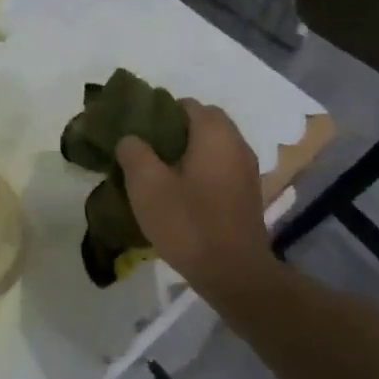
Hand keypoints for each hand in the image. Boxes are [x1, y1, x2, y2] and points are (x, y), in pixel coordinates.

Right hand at [116, 100, 271, 287]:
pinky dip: (200, 171)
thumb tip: (131, 138)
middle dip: (173, 131)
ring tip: (159, 172)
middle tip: (145, 150)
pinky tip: (180, 192)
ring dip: (187, 152)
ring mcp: (246, 171)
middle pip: (203, 123)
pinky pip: (220, 168)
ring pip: (212, 147)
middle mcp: (237, 144)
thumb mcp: (147, 186)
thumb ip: (134, 152)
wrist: (234, 274)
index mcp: (215, 134)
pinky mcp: (247, 195)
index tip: (137, 130)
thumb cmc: (189, 223)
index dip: (159, 111)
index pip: (186, 104)